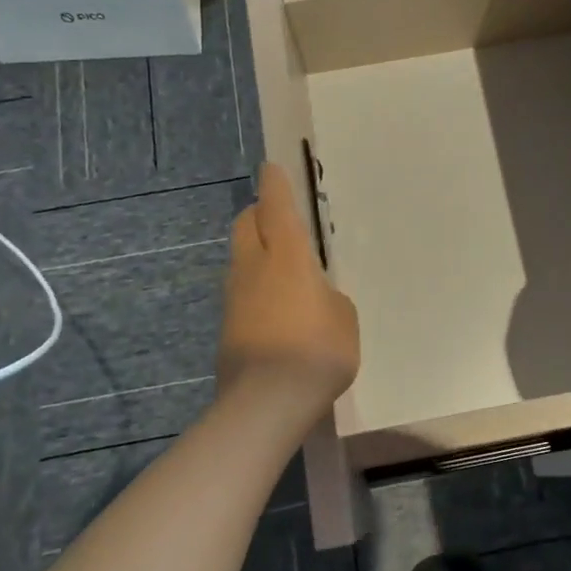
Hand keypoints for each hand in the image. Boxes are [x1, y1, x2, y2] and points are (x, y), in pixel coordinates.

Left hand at [217, 163, 358, 416]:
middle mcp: (254, 267)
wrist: (267, 401)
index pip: (275, 207)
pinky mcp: (227, 326)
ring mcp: (234, 297)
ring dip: (256, 251)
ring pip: (240, 257)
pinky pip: (241, 290)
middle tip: (280, 220)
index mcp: (287, 256)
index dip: (275, 185)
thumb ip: (329, 297)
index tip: (271, 169)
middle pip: (246, 224)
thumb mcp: (344, 317)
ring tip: (283, 269)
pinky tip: (276, 308)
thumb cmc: (318, 350)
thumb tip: (314, 297)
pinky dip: (255, 286)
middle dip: (259, 214)